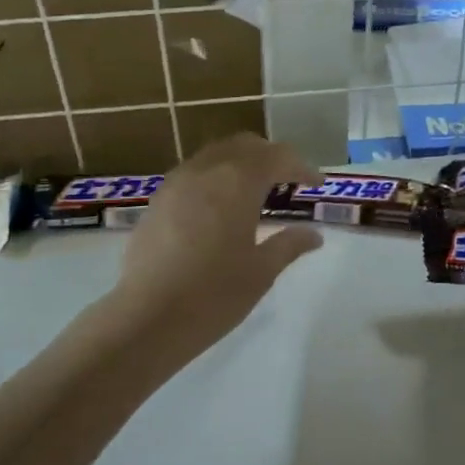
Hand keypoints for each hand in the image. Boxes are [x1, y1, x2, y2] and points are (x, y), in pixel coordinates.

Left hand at [111, 134, 323, 355]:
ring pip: (215, 155)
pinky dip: (215, 179)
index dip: (301, 167)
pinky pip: (193, 174)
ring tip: (255, 193)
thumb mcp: (261, 271)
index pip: (277, 157)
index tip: (316, 184)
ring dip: (240, 165)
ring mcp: (176, 184)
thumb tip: (313, 235)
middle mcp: (205, 171)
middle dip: (270, 157)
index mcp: (237, 182)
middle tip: (288, 181)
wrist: (148, 318)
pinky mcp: (157, 201)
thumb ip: (289, 245)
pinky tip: (219, 209)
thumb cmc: (214, 294)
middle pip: (244, 146)